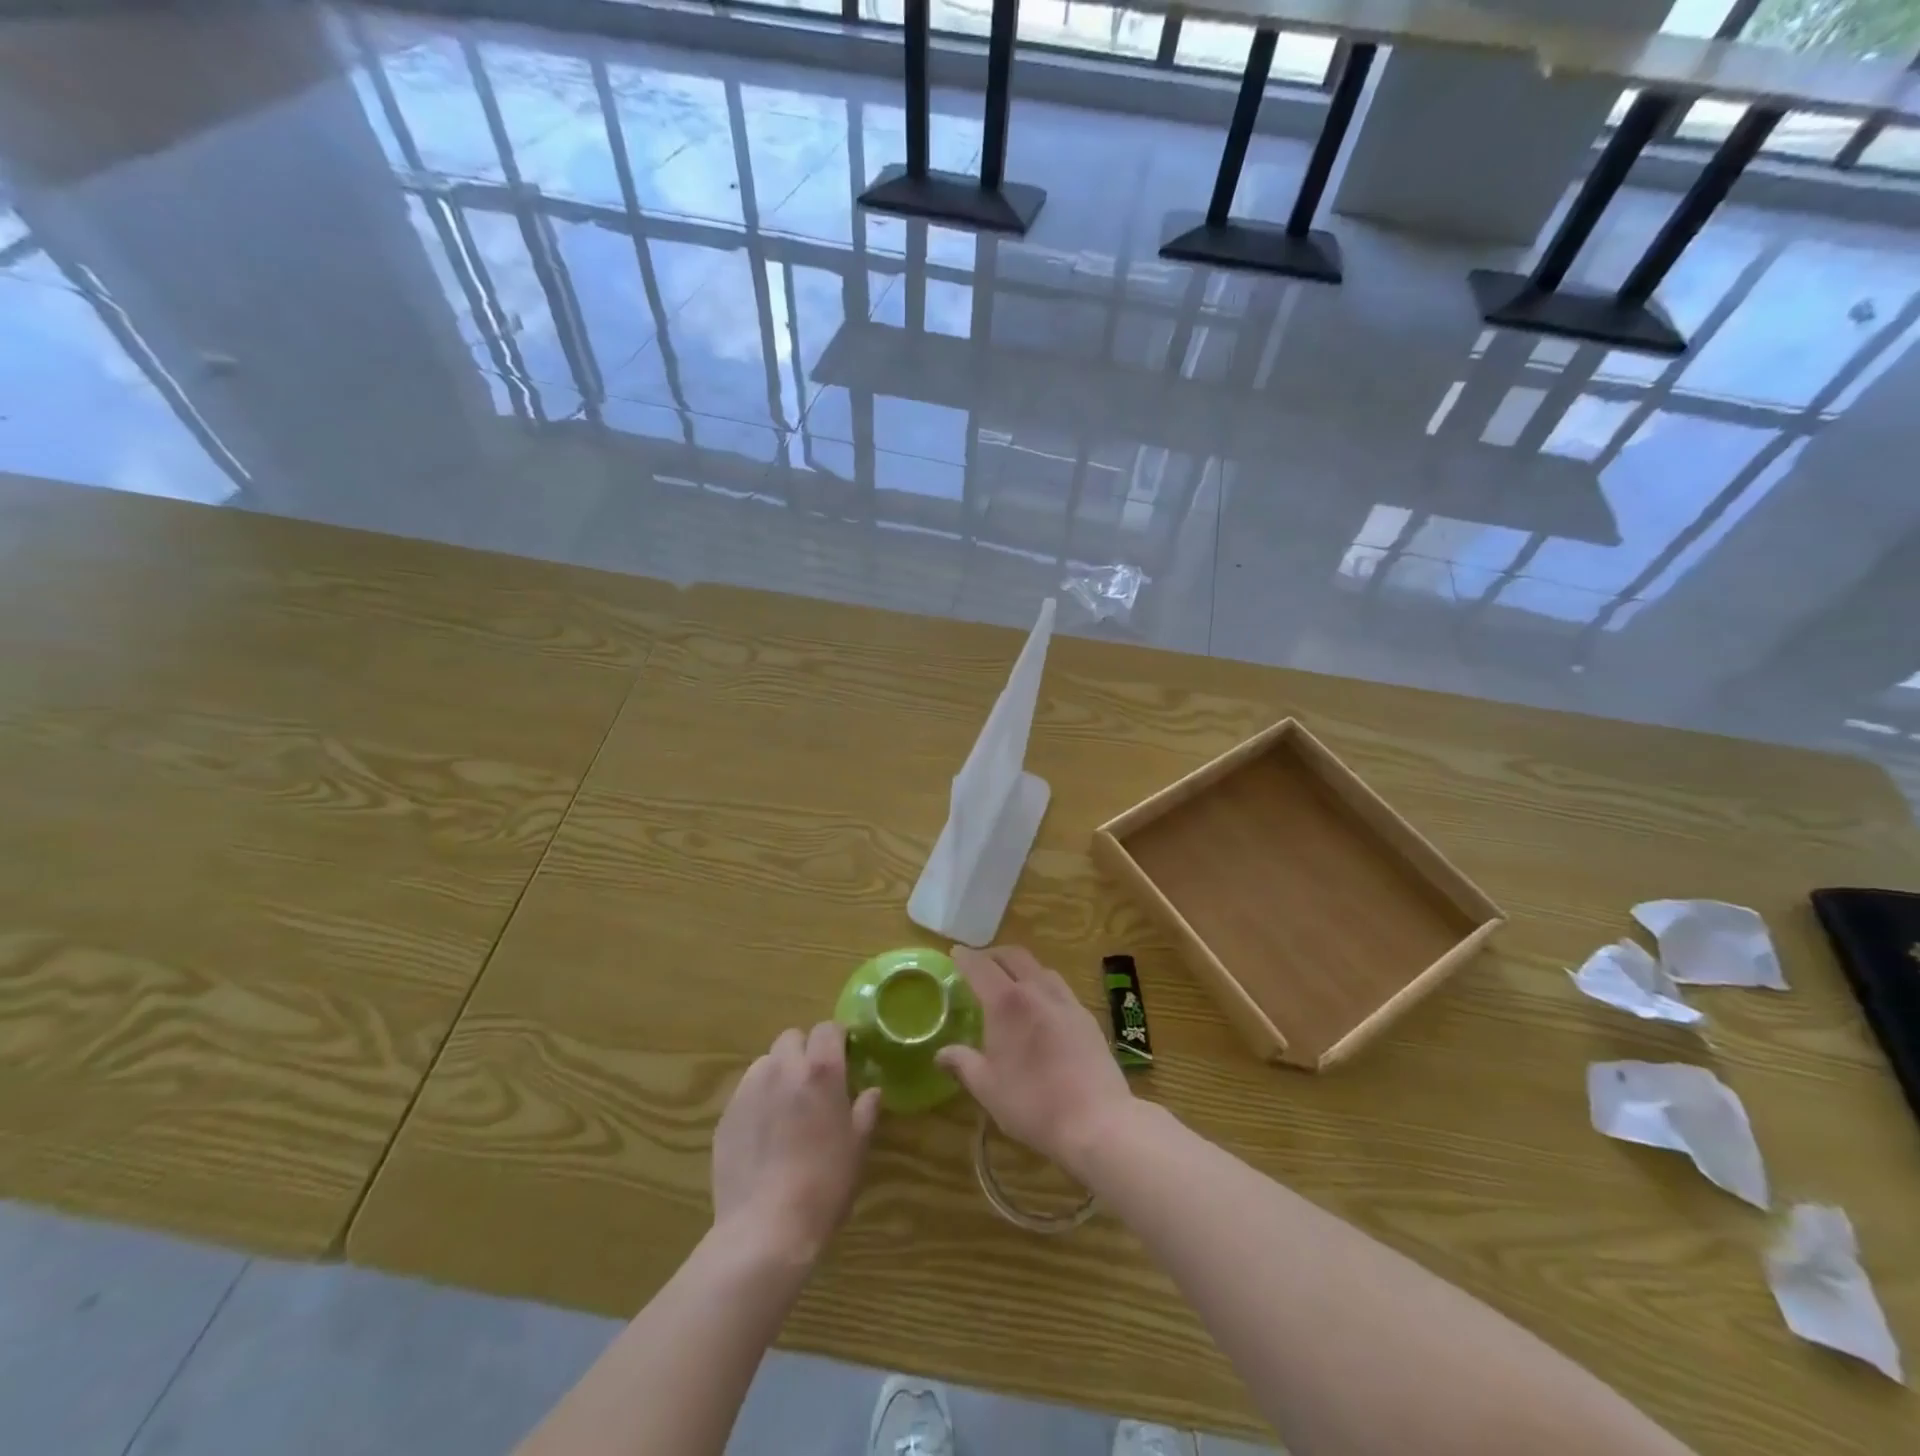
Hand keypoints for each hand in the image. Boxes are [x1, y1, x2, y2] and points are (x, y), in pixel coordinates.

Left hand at [712, 1022, 881, 1261]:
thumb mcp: (858, 1147)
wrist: (766, 1228)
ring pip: (765, 1062)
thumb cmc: (825, 1184)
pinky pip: (745, 1092)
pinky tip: (763, 1134)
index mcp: (821, 1070)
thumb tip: (871, 1092)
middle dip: (804, 1051)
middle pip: (792, 1038)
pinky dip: (757, 1100)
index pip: (828, 1028)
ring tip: (786, 1107)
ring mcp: (750, 1090)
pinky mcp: (726, 1115)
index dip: (837, 1039)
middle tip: (814, 1083)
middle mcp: (783, 1068)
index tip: (844, 1057)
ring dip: (778, 1073)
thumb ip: (865, 1111)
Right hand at [935, 946, 1133, 1181]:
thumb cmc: (1032, 1104)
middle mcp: (1037, 990)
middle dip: (994, 955)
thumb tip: (940, 1054)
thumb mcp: (987, 1088)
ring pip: (1040, 968)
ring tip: (1011, 983)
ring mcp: (1067, 1001)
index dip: (965, 958)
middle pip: (1014, 956)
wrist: (1096, 1120)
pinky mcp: (1086, 1017)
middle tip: (980, 965)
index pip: (981, 967)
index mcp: (1007, 1003)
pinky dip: (1043, 986)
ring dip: (1021, 967)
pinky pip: (1060, 988)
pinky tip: (1042, 1008)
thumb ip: (963, 1064)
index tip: (955, 953)